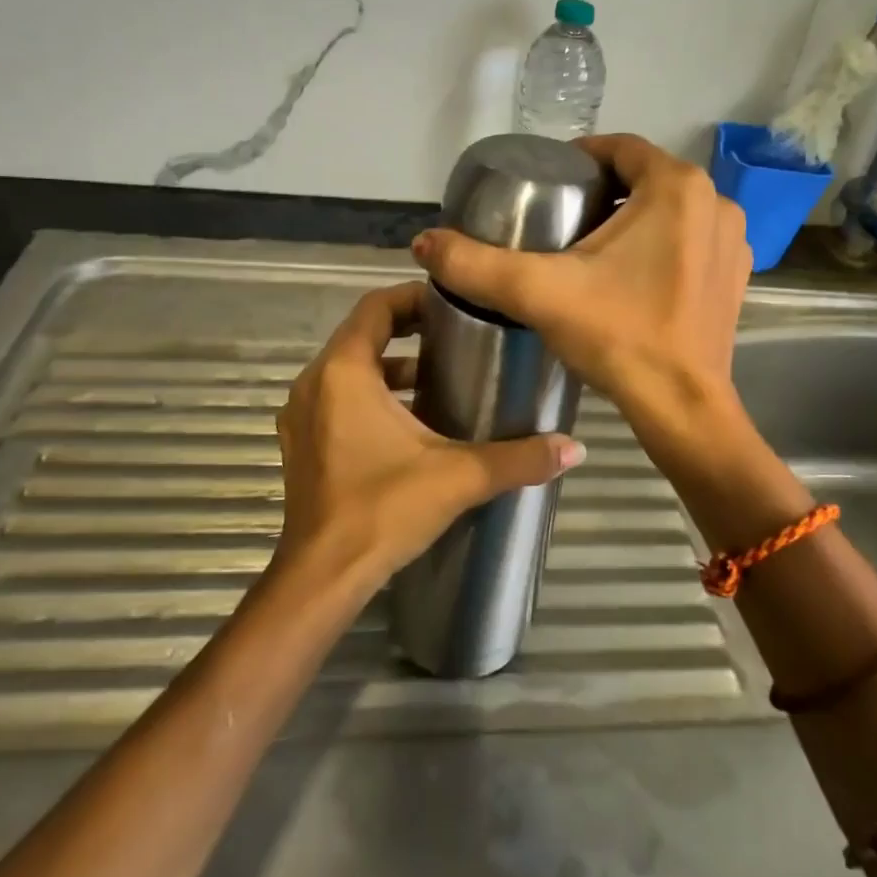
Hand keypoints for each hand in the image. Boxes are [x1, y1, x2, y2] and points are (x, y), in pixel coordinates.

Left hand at [275, 281, 587, 584]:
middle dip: (409, 331)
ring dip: (391, 367)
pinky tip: (411, 422)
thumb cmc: (383, 510)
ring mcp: (302, 415)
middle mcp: (315, 383)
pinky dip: (371, 395)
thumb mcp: (458, 476)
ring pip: (349, 369)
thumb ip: (519, 458)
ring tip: (441, 377)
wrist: (322, 578)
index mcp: (344, 372)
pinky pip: (337, 398)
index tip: (454, 305)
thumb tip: (574, 447)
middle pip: (363, 334)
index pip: (376, 307)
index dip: (414, 298)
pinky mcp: (302, 444)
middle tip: (458, 337)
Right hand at [410, 134, 750, 438]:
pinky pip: (691, 240)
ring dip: (634, 217)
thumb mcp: (539, 293)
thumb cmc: (618, 337)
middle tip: (560, 218)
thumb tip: (423, 242)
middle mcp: (715, 202)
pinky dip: (662, 245)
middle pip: (645, 178)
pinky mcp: (735, 275)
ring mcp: (732, 240)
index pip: (620, 147)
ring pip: (670, 209)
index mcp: (676, 187)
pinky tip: (631, 275)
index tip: (548, 181)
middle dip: (604, 190)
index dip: (580, 157)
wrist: (682, 408)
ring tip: (589, 246)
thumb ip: (476, 264)